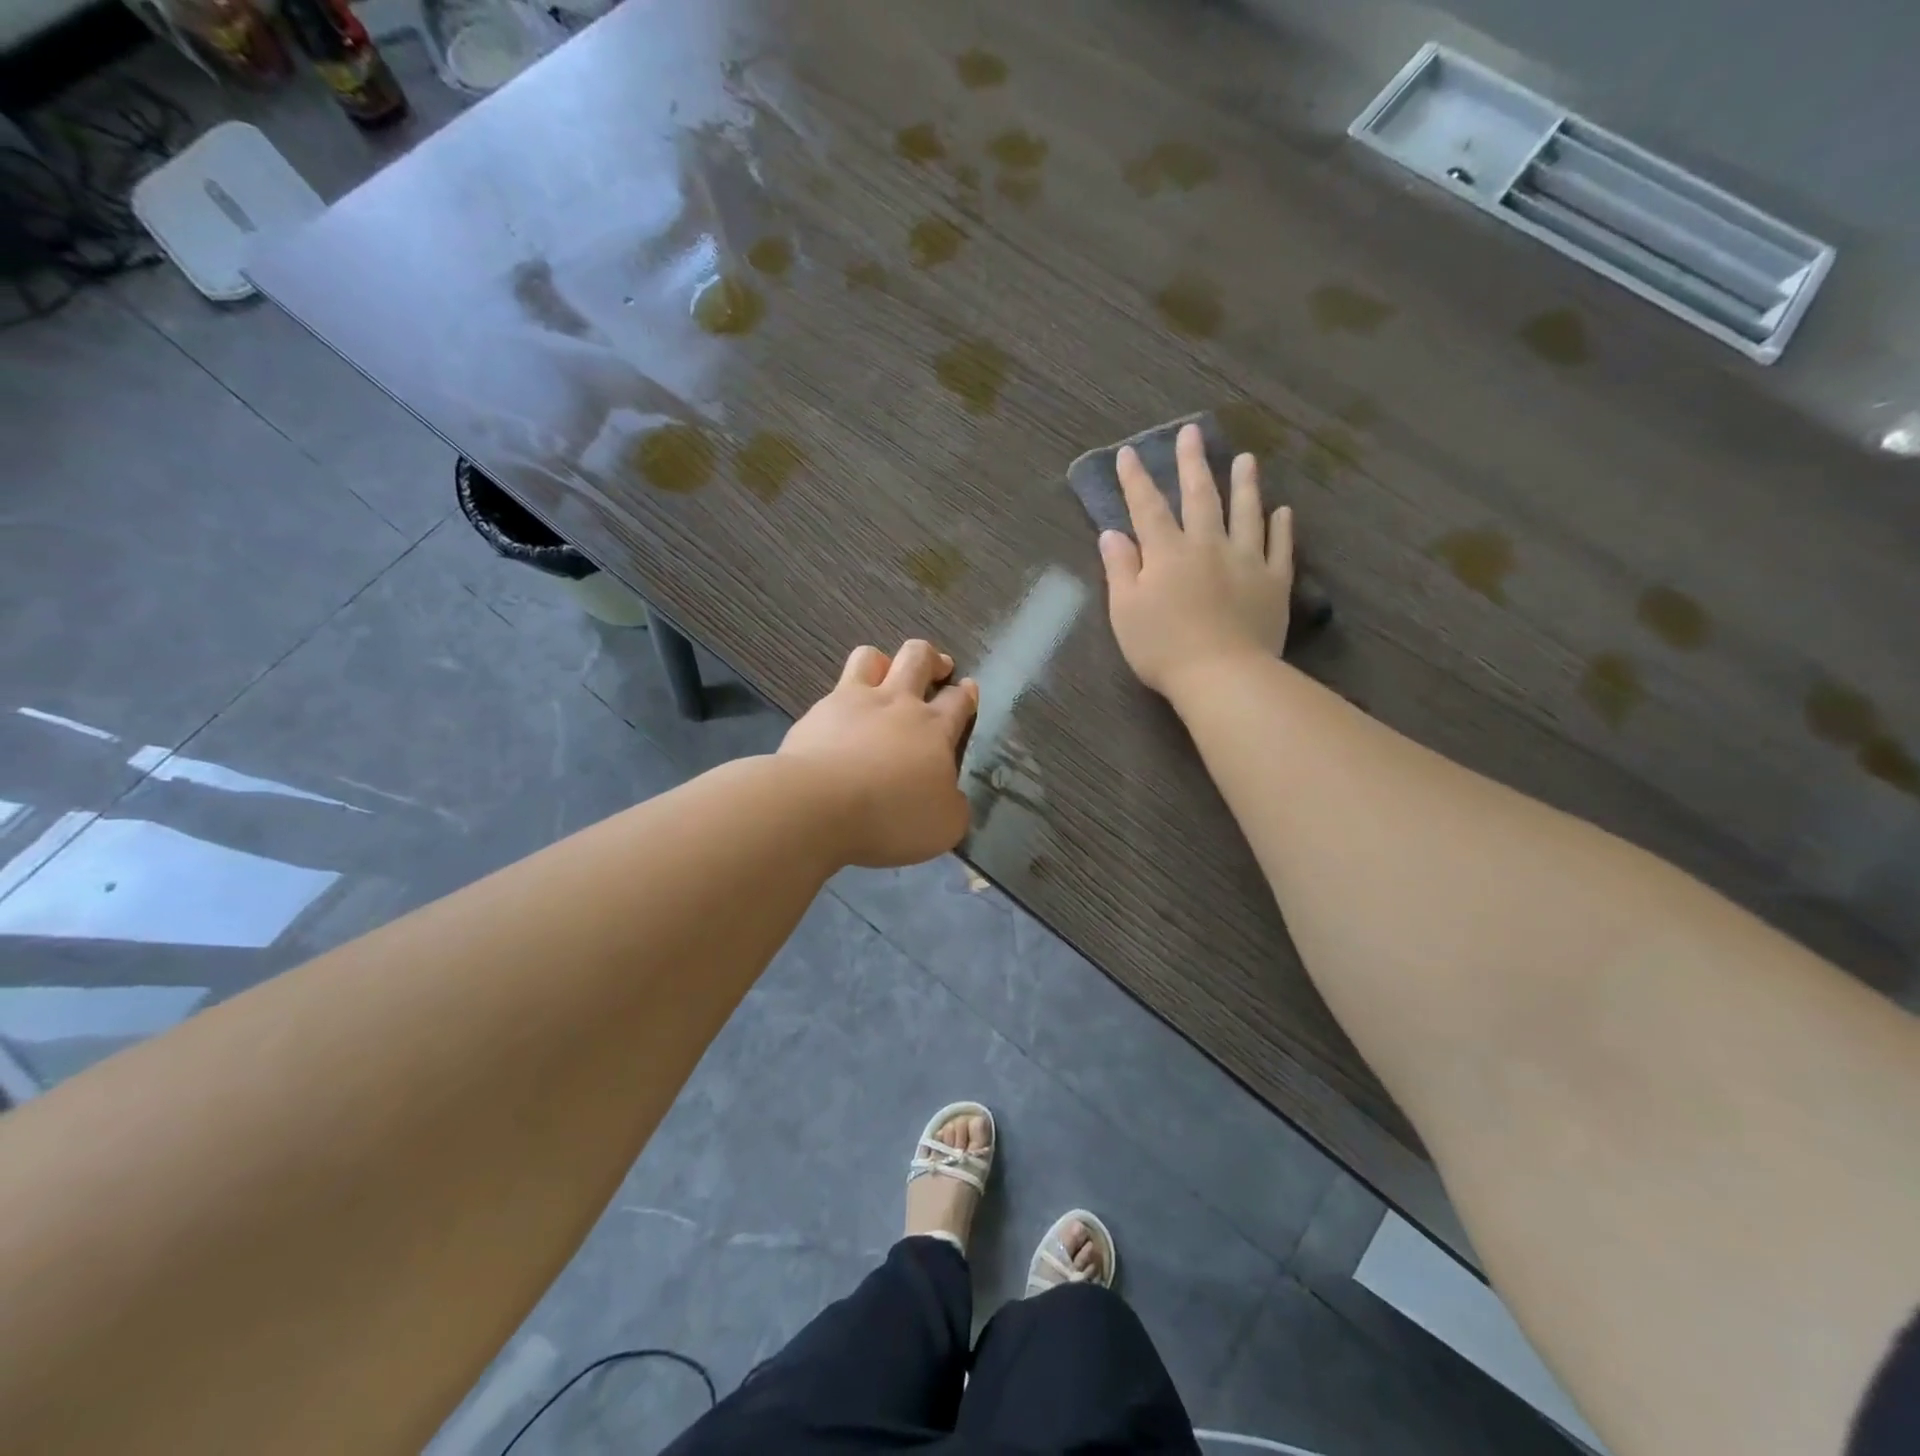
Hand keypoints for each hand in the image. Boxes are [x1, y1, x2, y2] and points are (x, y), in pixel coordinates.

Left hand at [779, 639, 979, 867]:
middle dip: (932, 658)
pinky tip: (839, 719)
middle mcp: (897, 703)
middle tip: (937, 668)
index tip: (967, 688)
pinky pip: (833, 690)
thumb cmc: (892, 816)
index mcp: (934, 729)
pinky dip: (841, 700)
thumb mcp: (945, 825)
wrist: (819, 805)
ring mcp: (853, 702)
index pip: (958, 699)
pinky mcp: (816, 713)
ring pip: (871, 657)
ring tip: (885, 677)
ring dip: (883, 662)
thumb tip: (951, 797)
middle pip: (918, 658)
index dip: (966, 693)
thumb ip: (953, 805)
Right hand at [1097, 423, 1293, 696]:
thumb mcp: (1125, 611)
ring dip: (1245, 484)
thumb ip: (1120, 569)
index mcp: (1167, 553)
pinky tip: (1283, 511)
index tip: (1129, 453)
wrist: (1222, 675)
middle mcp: (1207, 546)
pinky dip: (1281, 528)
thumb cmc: (1163, 648)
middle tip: (1191, 434)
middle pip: (1200, 497)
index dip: (1136, 480)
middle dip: (1192, 464)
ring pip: (1246, 513)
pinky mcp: (1274, 583)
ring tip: (1246, 459)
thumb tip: (1112, 533)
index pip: (1148, 508)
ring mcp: (1246, 561)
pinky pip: (1280, 548)